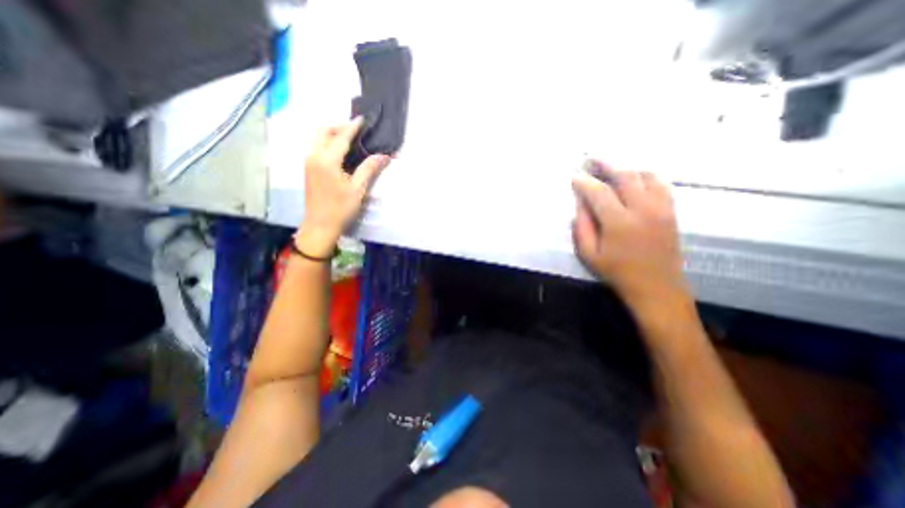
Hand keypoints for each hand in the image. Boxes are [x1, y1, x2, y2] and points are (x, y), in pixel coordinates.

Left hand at [300, 117, 390, 255]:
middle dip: (339, 127)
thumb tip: (384, 156)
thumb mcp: (358, 189)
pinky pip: (316, 147)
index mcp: (327, 160)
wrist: (320, 225)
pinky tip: (339, 152)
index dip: (352, 127)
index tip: (362, 119)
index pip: (341, 137)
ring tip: (349, 139)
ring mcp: (308, 162)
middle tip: (355, 130)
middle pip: (323, 132)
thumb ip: (369, 169)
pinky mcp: (308, 169)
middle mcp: (314, 156)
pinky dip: (327, 143)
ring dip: (332, 134)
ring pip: (317, 139)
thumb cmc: (340, 208)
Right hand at [568, 162, 690, 309]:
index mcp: (619, 222)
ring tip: (612, 167)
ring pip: (645, 175)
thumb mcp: (589, 254)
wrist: (656, 287)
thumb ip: (581, 227)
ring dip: (626, 168)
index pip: (599, 192)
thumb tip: (579, 205)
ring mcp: (661, 208)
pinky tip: (636, 177)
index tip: (574, 176)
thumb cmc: (617, 272)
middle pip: (625, 176)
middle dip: (606, 165)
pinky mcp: (670, 211)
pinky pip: (661, 184)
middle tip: (592, 159)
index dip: (584, 182)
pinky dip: (646, 175)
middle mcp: (643, 209)